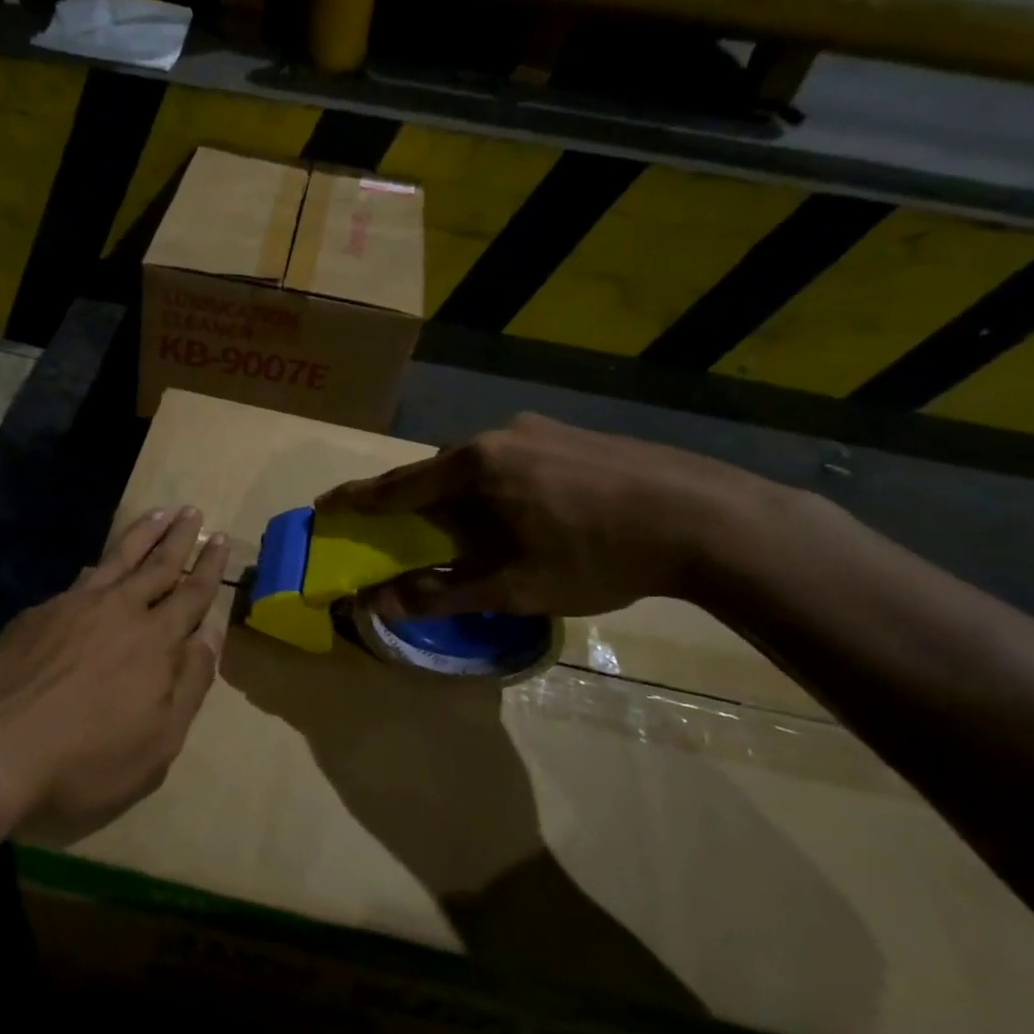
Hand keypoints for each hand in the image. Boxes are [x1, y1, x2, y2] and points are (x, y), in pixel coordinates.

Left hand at [0, 507, 228, 833]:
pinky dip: (98, 565)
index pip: (191, 594)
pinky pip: (79, 579)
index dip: (209, 567)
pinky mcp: (38, 613)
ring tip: (159, 512)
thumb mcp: (157, 742)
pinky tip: (96, 565)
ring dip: (142, 534)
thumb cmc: (85, 759)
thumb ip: (189, 684)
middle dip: (180, 537)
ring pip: (118, 558)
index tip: (221, 539)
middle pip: (157, 564)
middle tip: (193, 511)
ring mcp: (74, 606)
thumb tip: (210, 634)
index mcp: (155, 641)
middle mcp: (119, 610)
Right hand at [317, 413, 763, 618]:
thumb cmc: (599, 555)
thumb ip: (443, 593)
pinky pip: (511, 459)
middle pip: (436, 471)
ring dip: (457, 494)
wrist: (708, 519)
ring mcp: (538, 429)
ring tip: (461, 525)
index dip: (358, 499)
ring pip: (477, 464)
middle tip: (393, 523)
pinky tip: (519, 510)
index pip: (399, 485)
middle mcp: (498, 436)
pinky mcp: (571, 434)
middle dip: (410, 499)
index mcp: (476, 467)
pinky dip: (495, 486)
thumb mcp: (516, 586)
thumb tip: (378, 603)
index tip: (325, 504)